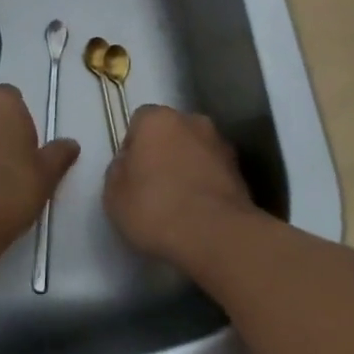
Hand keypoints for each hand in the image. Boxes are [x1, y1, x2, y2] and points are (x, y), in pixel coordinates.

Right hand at [103, 104, 255, 266]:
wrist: (216, 235)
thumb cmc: (155, 209)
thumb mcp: (114, 195)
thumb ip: (118, 170)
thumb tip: (129, 163)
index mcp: (158, 119)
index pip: (139, 121)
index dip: (133, 146)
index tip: (131, 174)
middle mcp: (192, 121)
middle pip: (171, 132)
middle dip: (163, 151)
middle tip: (154, 186)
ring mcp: (221, 144)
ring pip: (195, 150)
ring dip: (188, 166)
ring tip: (179, 202)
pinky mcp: (240, 170)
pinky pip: (214, 171)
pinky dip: (206, 183)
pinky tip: (199, 211)